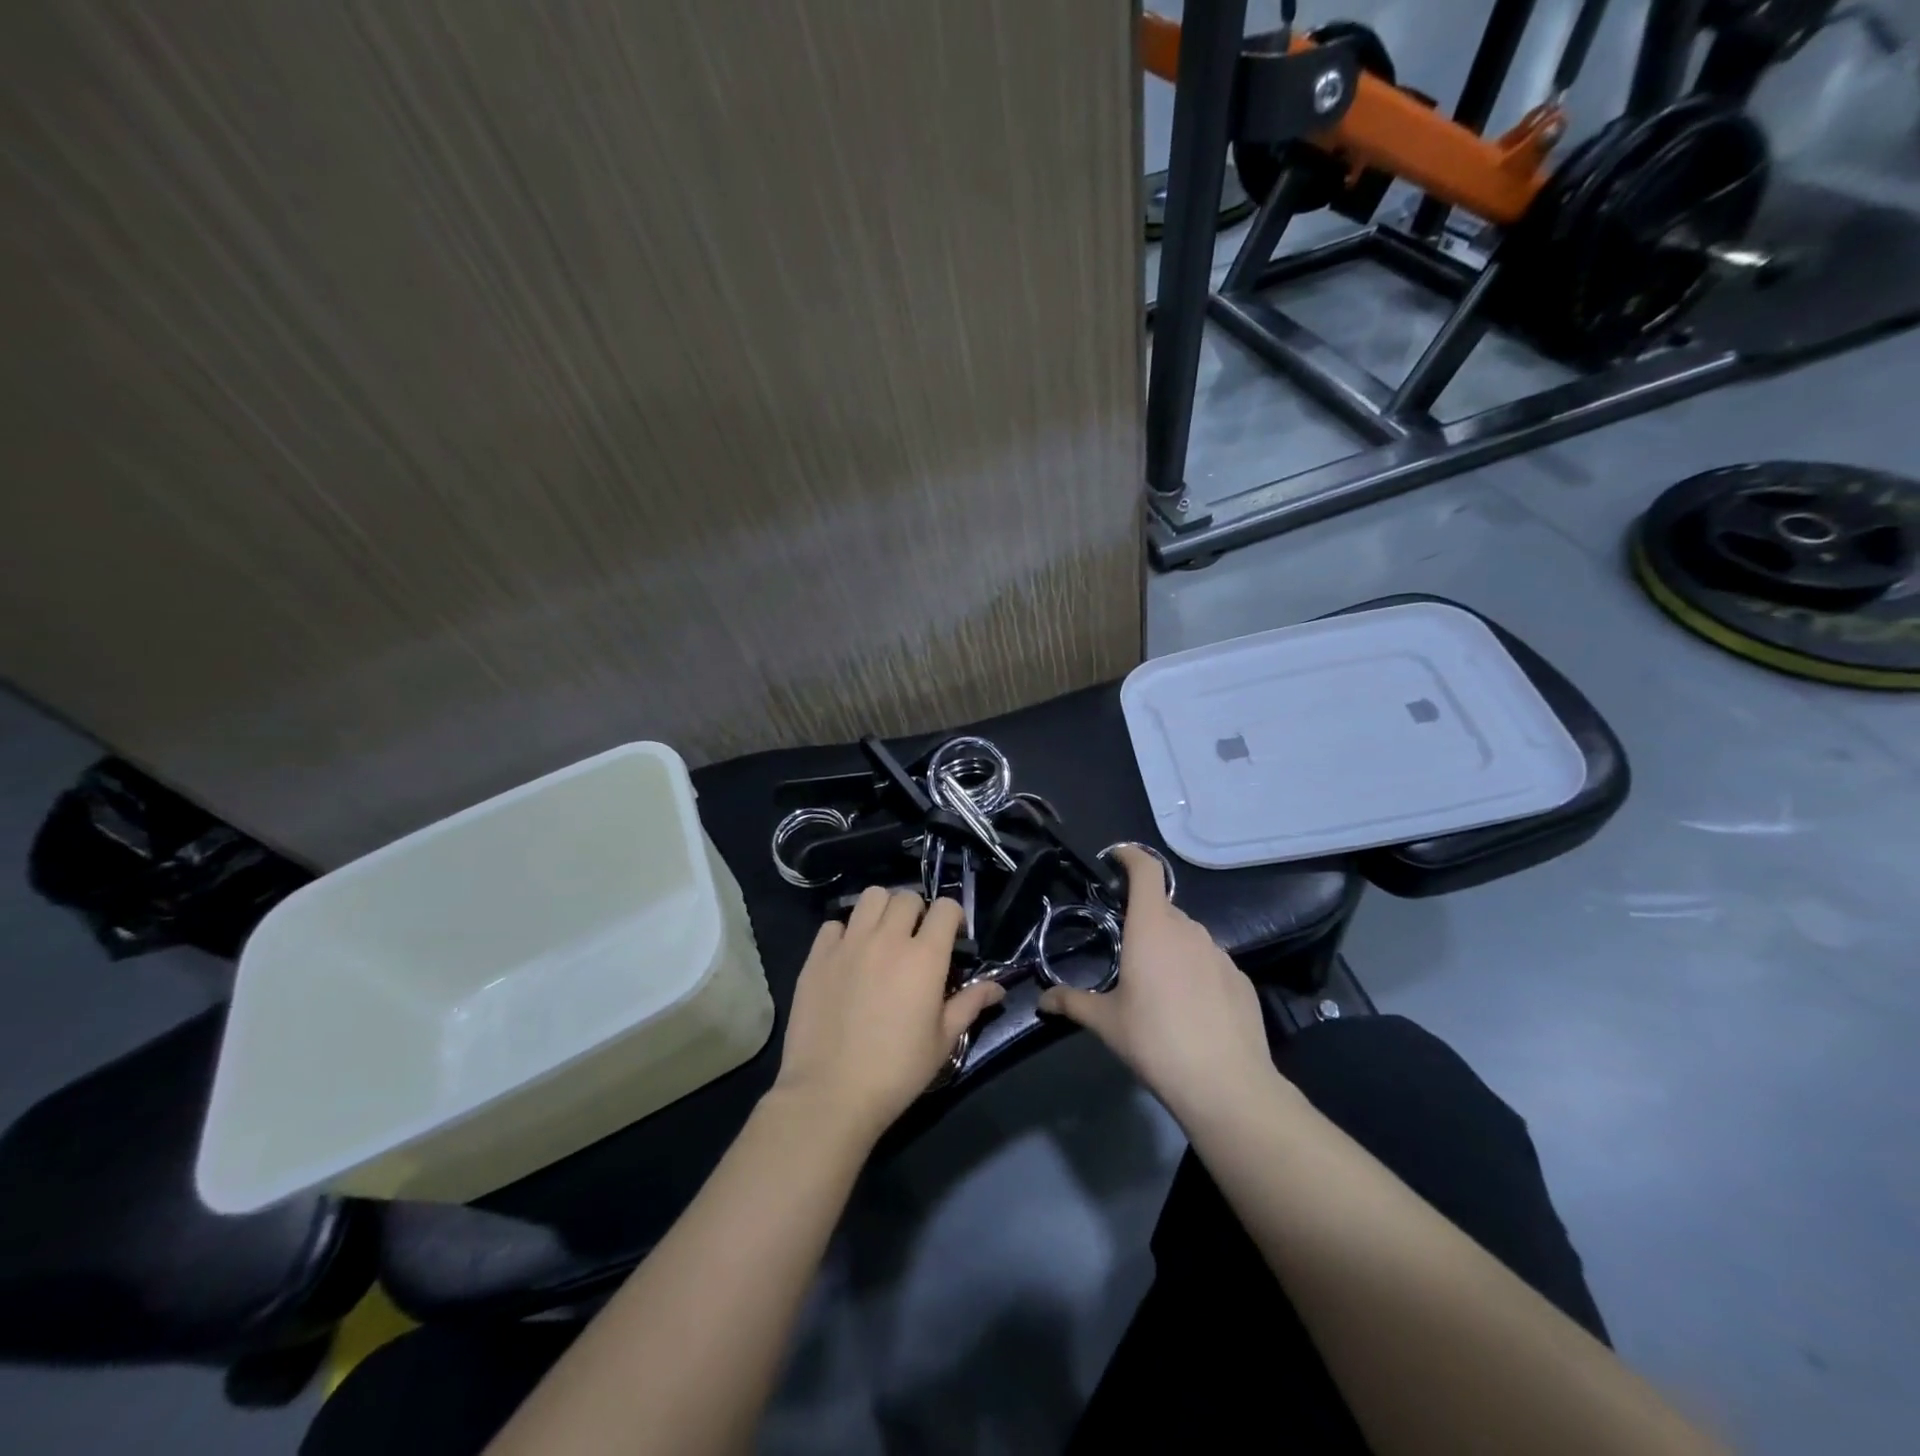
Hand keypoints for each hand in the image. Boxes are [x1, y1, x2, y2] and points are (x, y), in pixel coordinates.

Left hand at [771, 888, 1005, 1143]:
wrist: (831, 1092)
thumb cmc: (897, 1070)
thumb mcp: (943, 1040)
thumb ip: (970, 1003)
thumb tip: (997, 987)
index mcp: (924, 957)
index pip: (946, 908)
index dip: (953, 917)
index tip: (952, 938)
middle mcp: (887, 939)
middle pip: (907, 896)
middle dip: (918, 911)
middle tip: (916, 940)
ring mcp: (849, 944)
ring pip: (871, 897)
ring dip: (882, 910)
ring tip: (883, 937)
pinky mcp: (818, 956)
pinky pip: (834, 923)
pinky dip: (845, 931)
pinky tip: (848, 956)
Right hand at [1038, 846, 1275, 1122]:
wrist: (1226, 1084)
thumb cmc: (1155, 1042)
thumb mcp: (1106, 1023)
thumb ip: (1073, 1003)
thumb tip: (1042, 1000)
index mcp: (1152, 928)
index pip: (1146, 871)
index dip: (1131, 857)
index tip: (1116, 858)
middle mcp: (1188, 931)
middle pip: (1163, 909)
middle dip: (1144, 920)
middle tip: (1127, 951)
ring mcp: (1220, 954)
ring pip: (1188, 937)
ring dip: (1170, 948)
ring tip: (1158, 987)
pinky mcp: (1241, 979)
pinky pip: (1210, 963)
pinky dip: (1196, 972)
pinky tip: (1191, 1009)